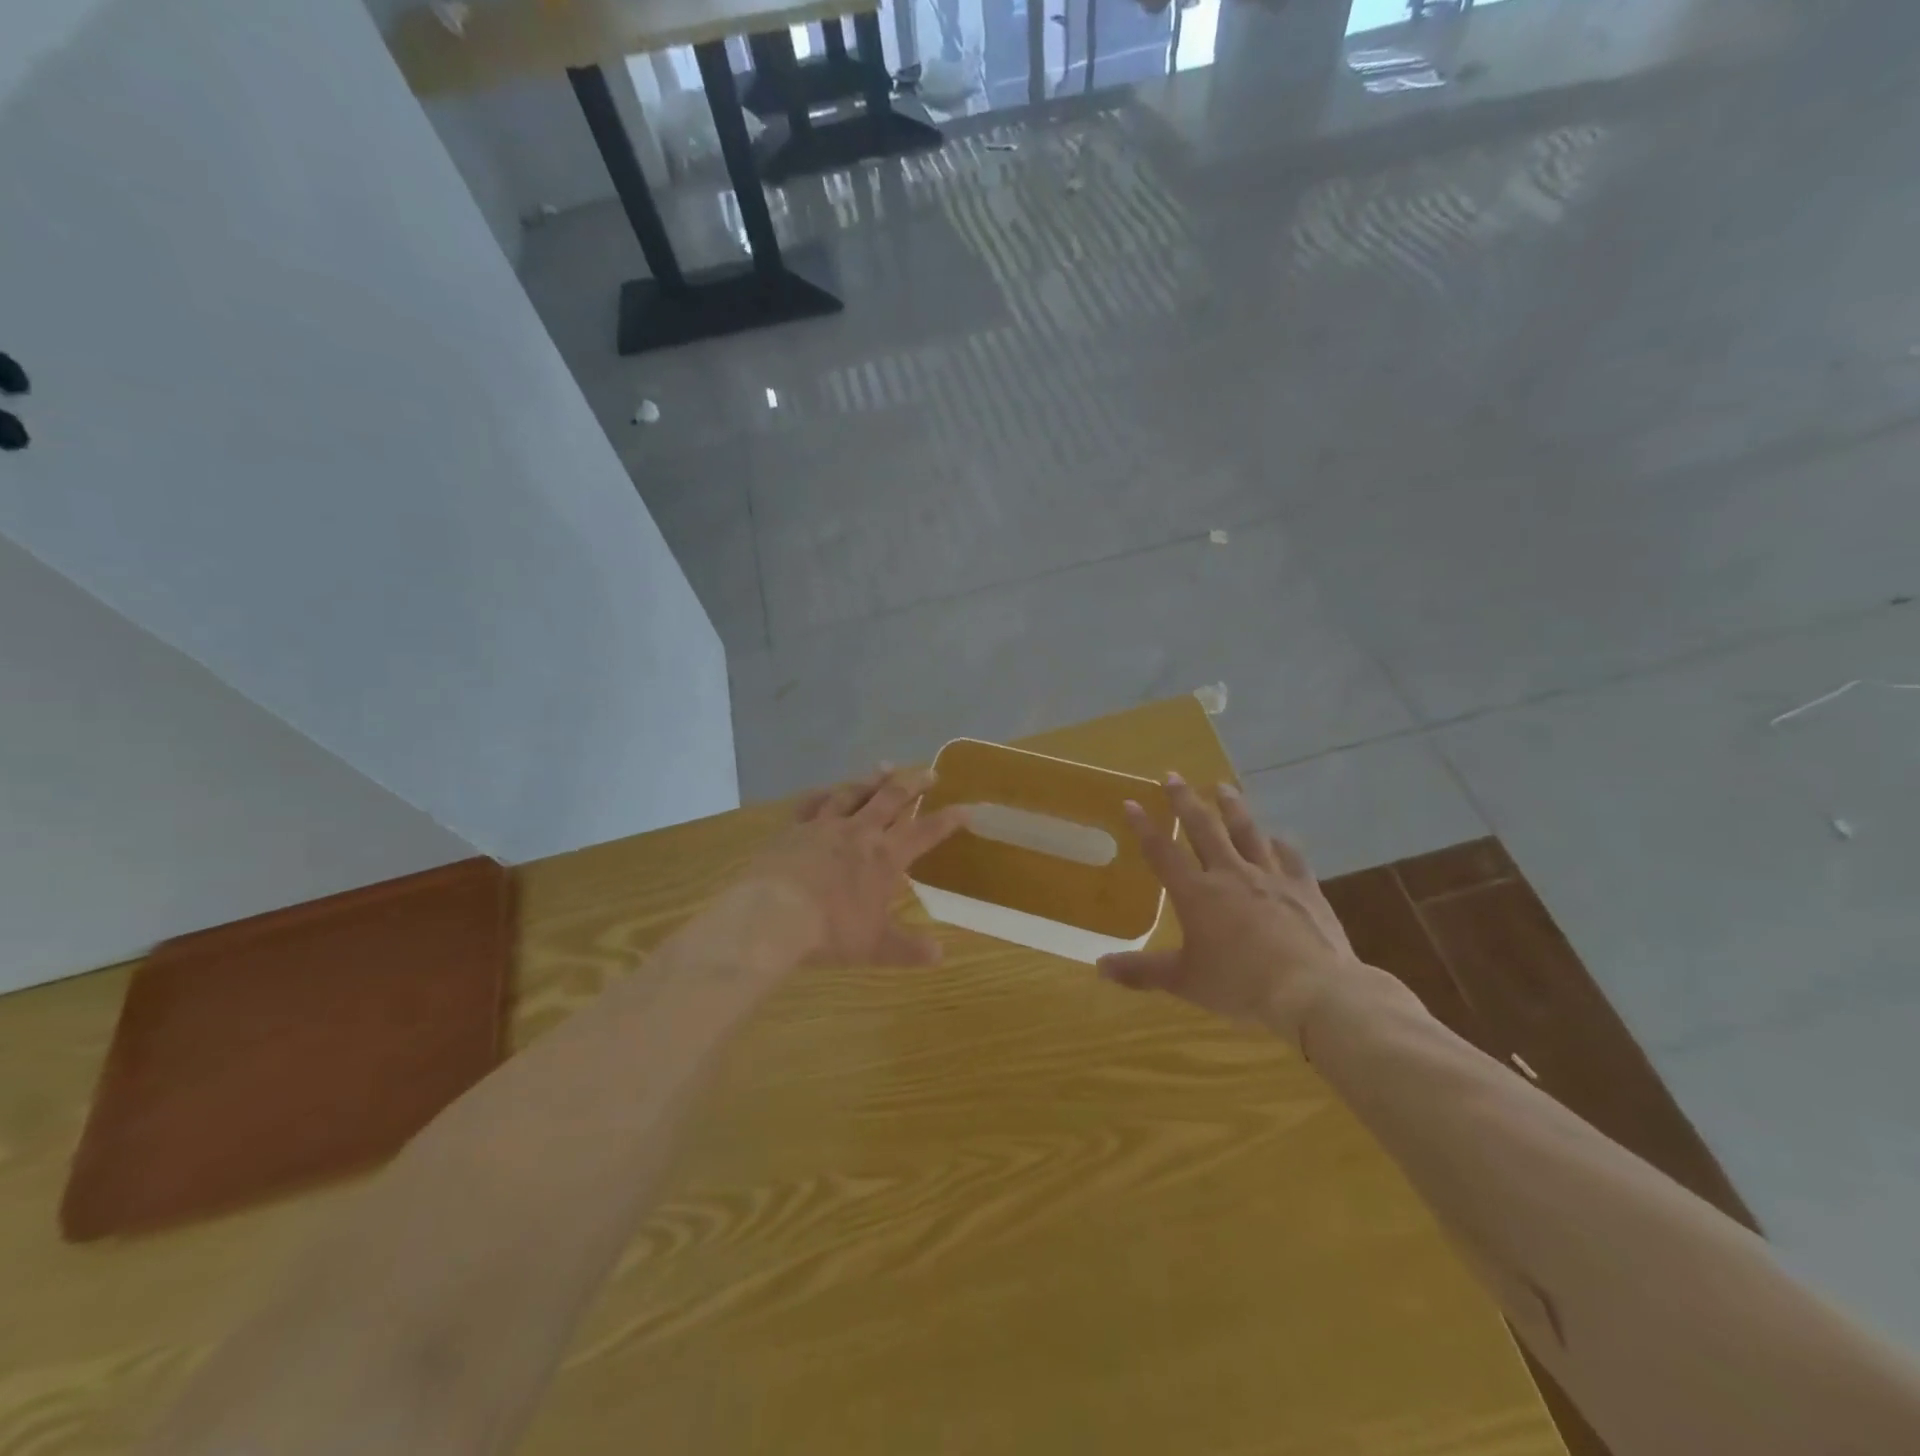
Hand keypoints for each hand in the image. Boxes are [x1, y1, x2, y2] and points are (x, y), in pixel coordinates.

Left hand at [746, 766, 969, 967]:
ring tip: (886, 767)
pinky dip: (824, 793)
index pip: (925, 832)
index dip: (948, 820)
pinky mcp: (794, 828)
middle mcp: (859, 832)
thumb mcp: (876, 946)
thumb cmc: (831, 931)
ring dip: (873, 779)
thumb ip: (908, 948)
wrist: (773, 915)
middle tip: (930, 772)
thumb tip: (940, 955)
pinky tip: (828, 789)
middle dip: (914, 784)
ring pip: (854, 792)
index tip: (966, 808)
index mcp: (885, 857)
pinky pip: (812, 803)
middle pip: (892, 798)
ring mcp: (825, 825)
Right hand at [1098, 773, 1361, 1044]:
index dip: (1144, 827)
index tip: (1131, 801)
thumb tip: (1099, 967)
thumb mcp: (1184, 982)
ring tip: (1223, 787)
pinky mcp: (1305, 888)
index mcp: (1196, 894)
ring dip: (1232, 808)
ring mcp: (1270, 877)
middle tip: (1173, 776)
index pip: (1162, 852)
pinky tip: (1279, 838)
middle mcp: (1230, 874)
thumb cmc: (1241, 985)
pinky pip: (1291, 857)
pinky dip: (1282, 845)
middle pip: (1203, 829)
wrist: (1313, 990)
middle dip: (1185, 801)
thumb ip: (1141, 971)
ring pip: (1247, 832)